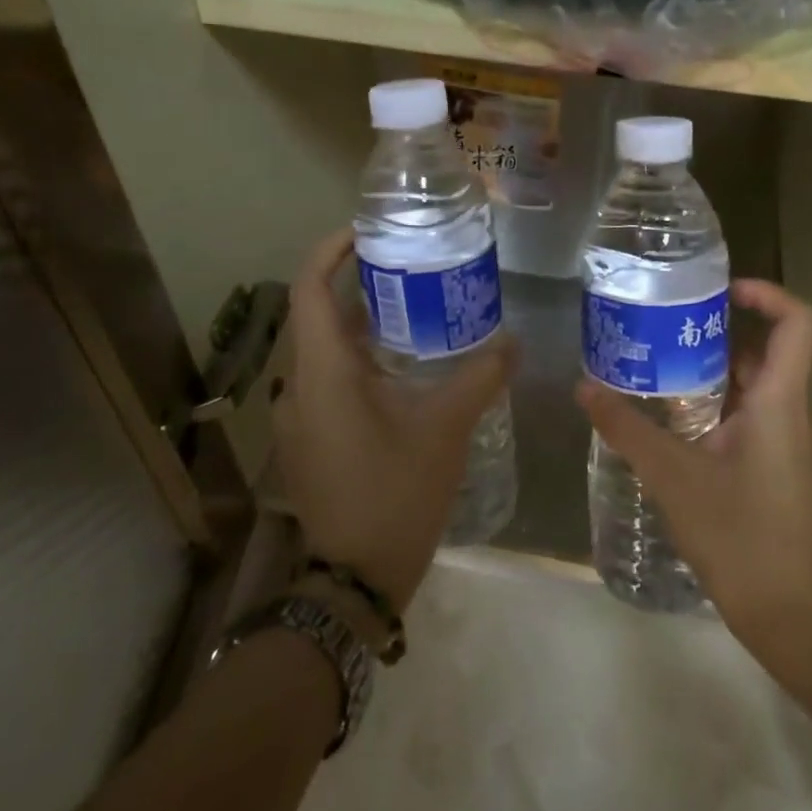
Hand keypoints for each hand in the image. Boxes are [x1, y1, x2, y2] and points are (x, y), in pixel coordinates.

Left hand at [272, 229, 516, 610]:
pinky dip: (357, 359)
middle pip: (317, 313)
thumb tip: (513, 341)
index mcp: (323, 371)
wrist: (354, 579)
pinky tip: (401, 369)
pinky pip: (327, 379)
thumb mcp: (444, 429)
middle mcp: (299, 384)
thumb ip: (480, 378)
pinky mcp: (308, 437)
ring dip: (359, 324)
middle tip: (407, 267)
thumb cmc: (394, 494)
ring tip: (411, 309)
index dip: (331, 250)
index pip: (309, 288)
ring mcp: (298, 414)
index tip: (367, 231)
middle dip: (356, 284)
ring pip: (323, 349)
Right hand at [575, 280, 811, 676]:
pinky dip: (714, 409)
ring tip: (653, 371)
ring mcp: (789, 446)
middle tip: (659, 330)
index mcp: (780, 402)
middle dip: (714, 334)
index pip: (798, 323)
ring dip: (709, 374)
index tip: (719, 292)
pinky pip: (749, 421)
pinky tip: (669, 428)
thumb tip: (584, 387)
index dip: (767, 293)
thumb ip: (628, 429)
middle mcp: (792, 414)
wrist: (798, 622)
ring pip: (753, 390)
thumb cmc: (744, 538)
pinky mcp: (779, 472)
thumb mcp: (675, 478)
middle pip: (765, 352)